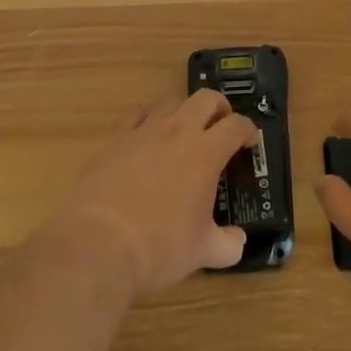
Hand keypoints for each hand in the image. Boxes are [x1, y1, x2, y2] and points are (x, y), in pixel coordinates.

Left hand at [48, 89, 259, 296]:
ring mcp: (145, 131)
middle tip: (222, 126)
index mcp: (206, 152)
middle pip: (206, 98)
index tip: (250, 141)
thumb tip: (238, 242)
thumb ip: (228, 245)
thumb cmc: (160, 246)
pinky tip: (147, 137)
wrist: (99, 244)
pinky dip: (148, 120)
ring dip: (185, 111)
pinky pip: (137, 115)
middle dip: (220, 107)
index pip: (236, 125)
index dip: (248, 130)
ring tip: (185, 131)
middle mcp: (178, 131)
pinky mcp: (116, 139)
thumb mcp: (202, 252)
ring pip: (171, 102)